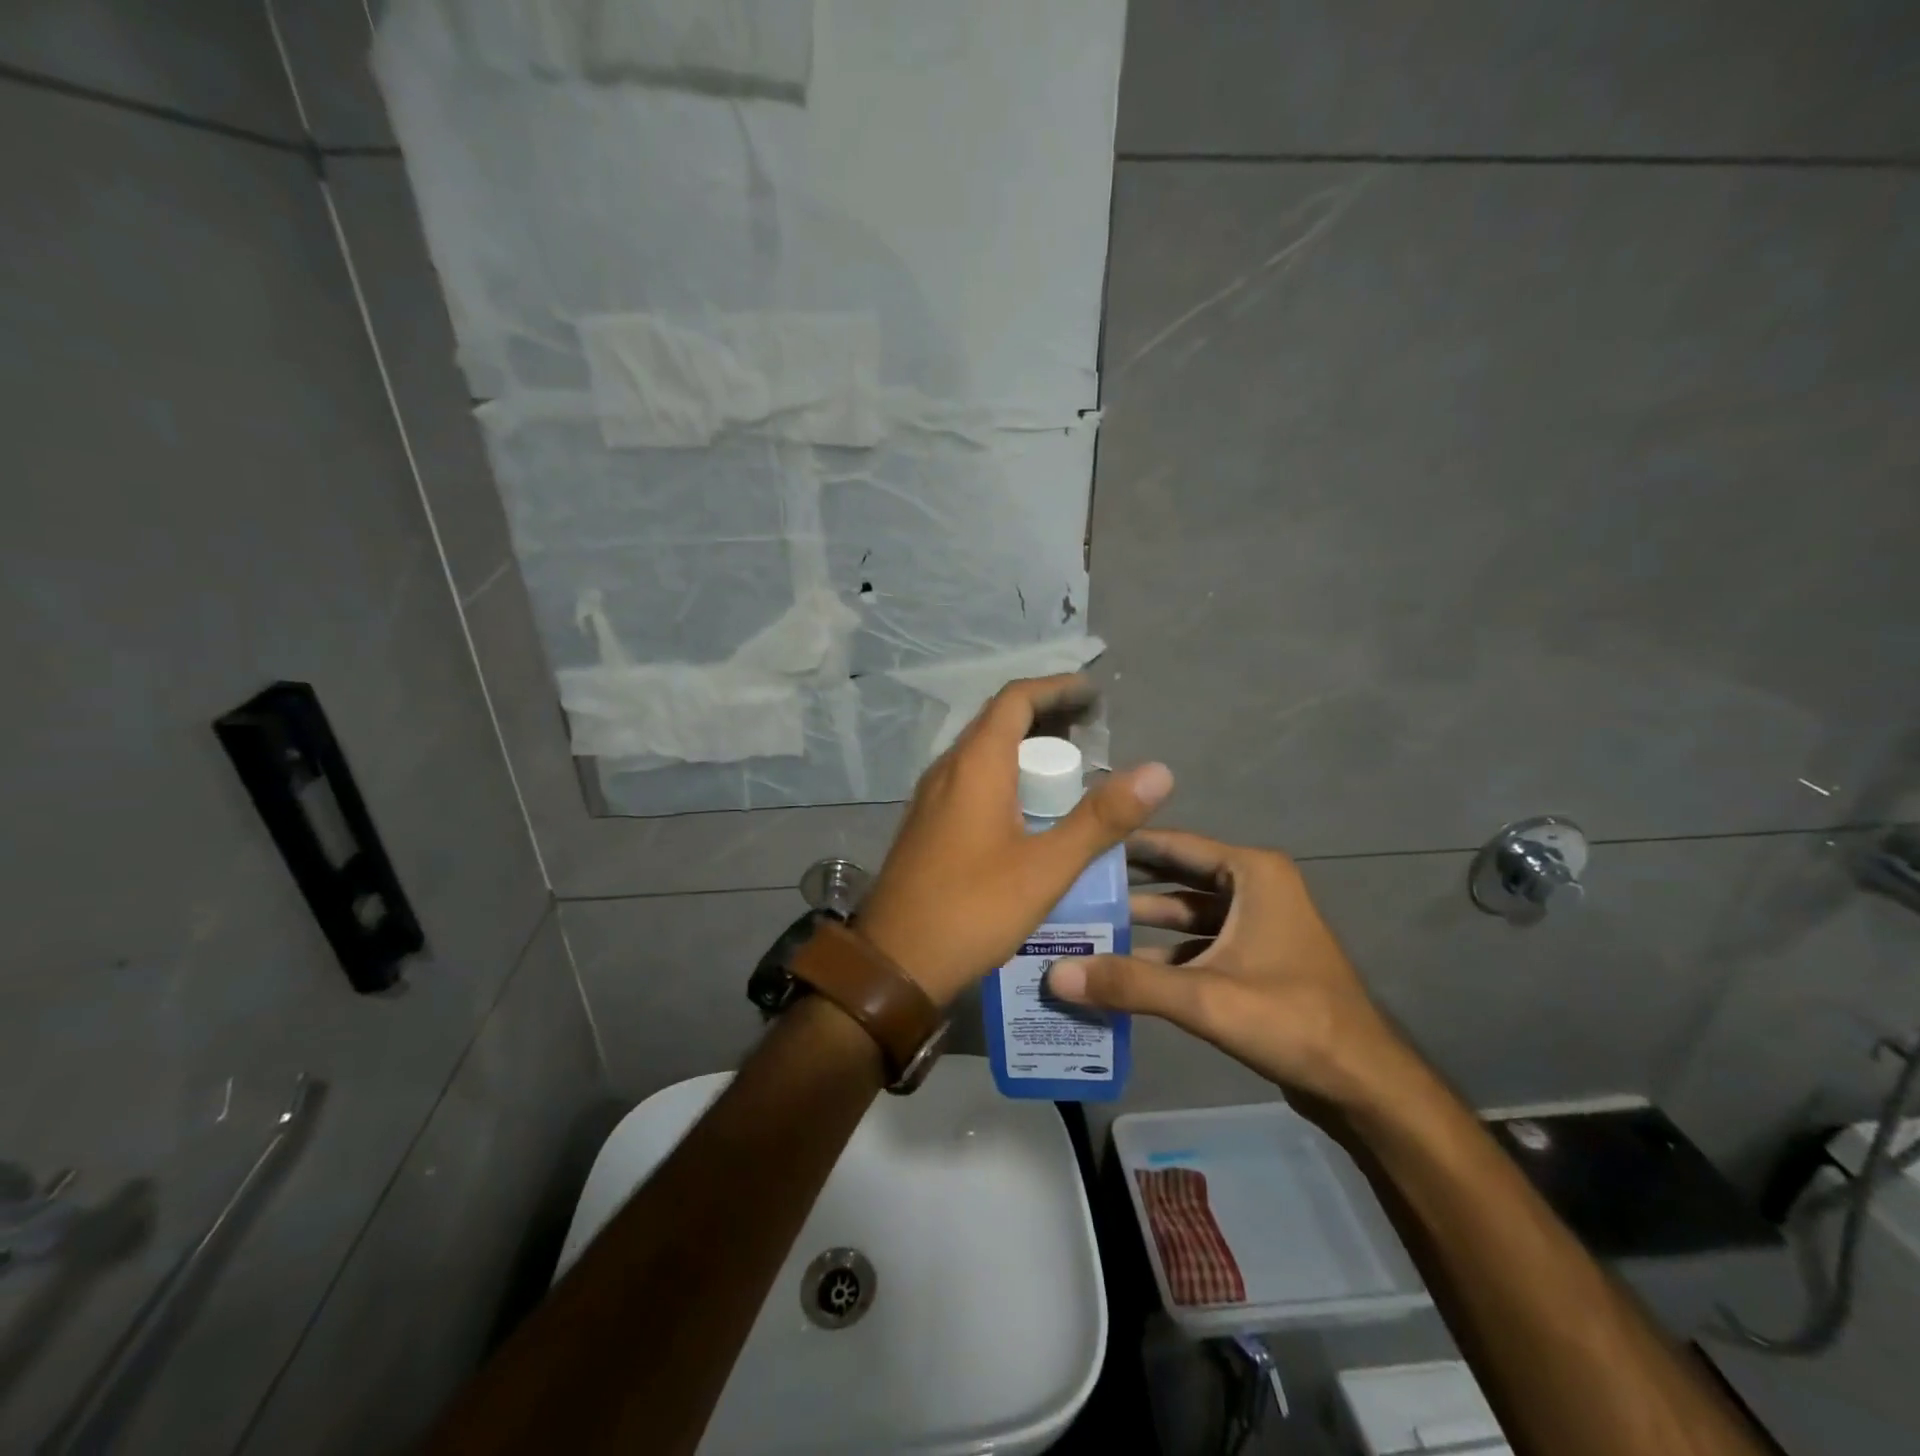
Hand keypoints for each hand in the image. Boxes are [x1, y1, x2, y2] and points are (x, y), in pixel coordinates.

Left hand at [855, 675, 1173, 1007]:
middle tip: (1093, 733)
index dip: (1057, 688)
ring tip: (1070, 768)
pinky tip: (1029, 809)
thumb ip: (1101, 818)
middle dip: (1047, 717)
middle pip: (999, 721)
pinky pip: (971, 780)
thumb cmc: (972, 910)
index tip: (1095, 694)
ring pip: (983, 752)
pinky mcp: (928, 824)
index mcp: (975, 764)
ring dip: (1025, 748)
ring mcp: (931, 797)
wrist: (894, 963)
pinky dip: (1006, 775)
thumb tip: (1158, 771)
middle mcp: (947, 769)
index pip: (1016, 699)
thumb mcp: (1046, 868)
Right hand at [1046, 829, 1408, 1109]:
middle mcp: (1253, 888)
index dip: (1122, 845)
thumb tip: (1055, 974)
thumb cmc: (1292, 1020)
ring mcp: (1254, 925)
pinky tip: (1119, 973)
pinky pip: (1195, 945)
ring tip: (1083, 930)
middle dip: (1124, 887)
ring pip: (1183, 915)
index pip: (1173, 844)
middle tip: (1069, 890)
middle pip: (1174, 878)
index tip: (1073, 846)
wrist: (1363, 1084)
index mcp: (1251, 873)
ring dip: (1139, 925)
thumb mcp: (1205, 998)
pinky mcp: (1252, 960)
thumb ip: (1129, 984)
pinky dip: (1161, 956)